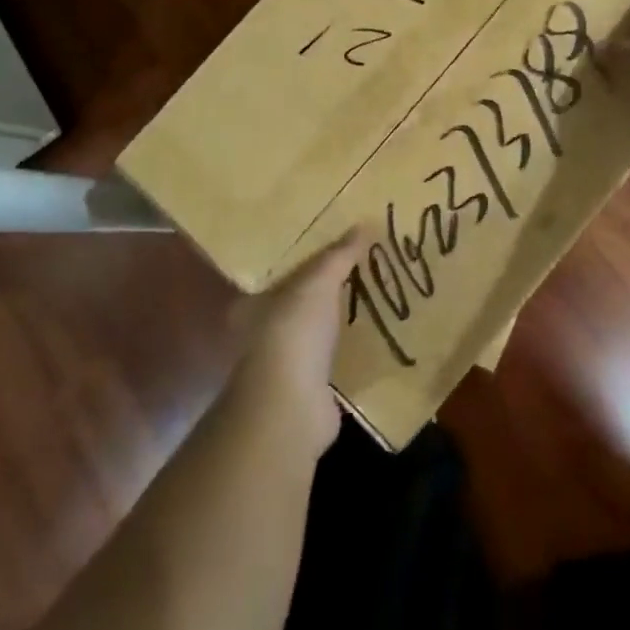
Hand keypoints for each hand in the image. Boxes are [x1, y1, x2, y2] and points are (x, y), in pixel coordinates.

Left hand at [229, 230, 362, 456]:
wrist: (292, 404)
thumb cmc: (293, 331)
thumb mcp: (317, 282)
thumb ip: (338, 256)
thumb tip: (364, 224)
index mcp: (254, 306)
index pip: (278, 277)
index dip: (303, 263)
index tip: (333, 252)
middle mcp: (264, 336)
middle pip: (299, 306)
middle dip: (326, 293)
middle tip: (361, 273)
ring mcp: (286, 367)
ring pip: (317, 335)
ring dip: (340, 324)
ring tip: (374, 303)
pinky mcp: (310, 392)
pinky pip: (335, 363)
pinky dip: (351, 354)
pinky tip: (375, 342)